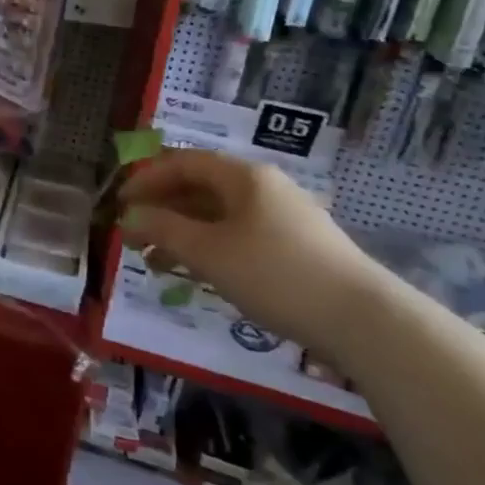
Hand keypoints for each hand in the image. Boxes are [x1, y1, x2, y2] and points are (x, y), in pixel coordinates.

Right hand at [118, 150, 386, 358]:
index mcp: (243, 177)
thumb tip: (130, 216)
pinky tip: (194, 273)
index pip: (183, 162)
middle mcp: (264, 188)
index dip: (146, 179)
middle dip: (162, 209)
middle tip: (132, 233)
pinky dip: (209, 248)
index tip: (120, 203)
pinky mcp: (296, 248)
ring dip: (182, 233)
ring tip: (153, 261)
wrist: (364, 321)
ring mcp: (283, 218)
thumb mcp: (207, 251)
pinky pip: (238, 236)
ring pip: (218, 216)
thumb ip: (162, 229)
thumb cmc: (274, 274)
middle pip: (200, 188)